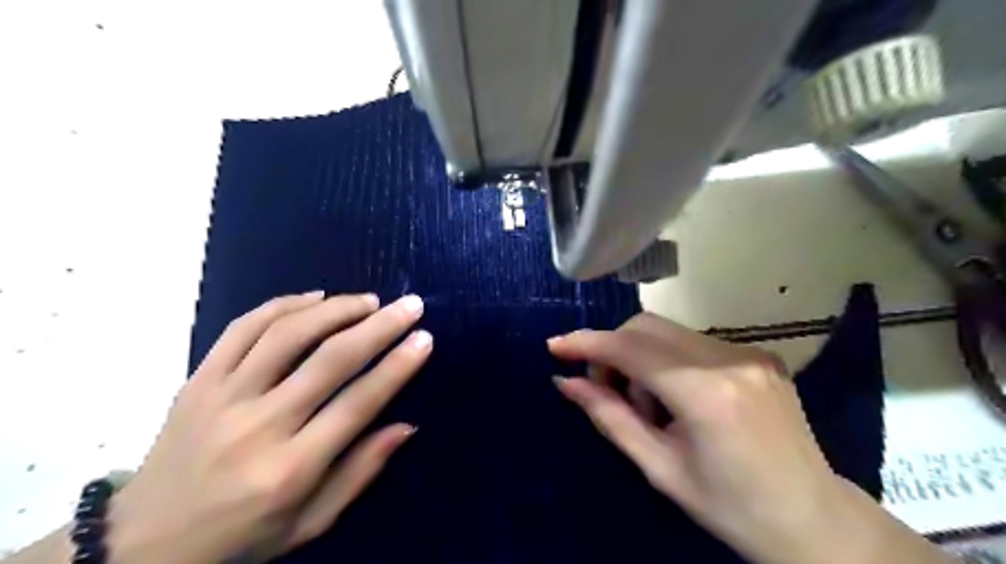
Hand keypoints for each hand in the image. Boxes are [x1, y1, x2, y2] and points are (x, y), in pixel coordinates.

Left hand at [107, 291, 430, 563]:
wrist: (143, 542)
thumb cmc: (242, 535)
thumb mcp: (310, 522)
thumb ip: (361, 472)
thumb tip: (407, 426)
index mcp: (291, 468)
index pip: (358, 403)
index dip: (397, 366)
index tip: (424, 338)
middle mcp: (259, 425)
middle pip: (330, 359)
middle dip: (379, 326)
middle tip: (409, 305)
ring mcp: (223, 397)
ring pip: (288, 334)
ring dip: (336, 309)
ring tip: (368, 300)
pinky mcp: (198, 380)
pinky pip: (243, 329)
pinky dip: (283, 305)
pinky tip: (315, 298)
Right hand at [550, 313, 953, 562]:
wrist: (815, 521)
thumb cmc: (731, 507)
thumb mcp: (660, 468)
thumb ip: (609, 417)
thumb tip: (565, 382)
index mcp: (705, 393)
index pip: (630, 349)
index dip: (587, 343)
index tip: (555, 346)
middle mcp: (729, 359)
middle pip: (646, 327)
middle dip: (613, 350)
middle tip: (607, 390)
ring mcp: (749, 352)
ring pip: (667, 332)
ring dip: (641, 357)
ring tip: (649, 405)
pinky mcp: (759, 354)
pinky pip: (693, 342)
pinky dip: (668, 360)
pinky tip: (677, 398)